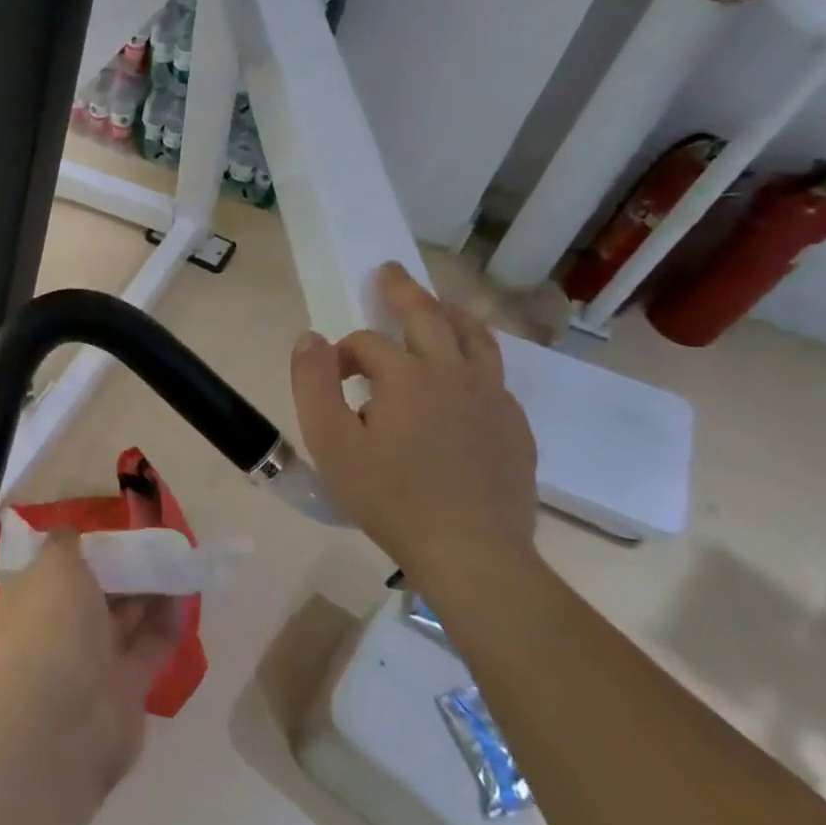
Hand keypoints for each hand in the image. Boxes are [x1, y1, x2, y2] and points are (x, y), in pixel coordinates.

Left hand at [0, 530, 184, 788]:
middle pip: (93, 592)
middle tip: (153, 543)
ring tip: (176, 562)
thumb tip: (68, 534)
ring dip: (148, 592)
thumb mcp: (54, 564)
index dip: (81, 550)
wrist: (65, 718)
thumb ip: (65, 544)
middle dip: (120, 570)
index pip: (53, 568)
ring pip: (123, 619)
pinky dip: (166, 622)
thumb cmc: (52, 625)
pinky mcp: (125, 687)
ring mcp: (90, 661)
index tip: (111, 531)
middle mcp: (56, 628)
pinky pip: (149, 646)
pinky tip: (185, 595)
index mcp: (30, 598)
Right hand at [289, 261, 538, 582]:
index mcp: (408, 375)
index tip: (331, 380)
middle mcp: (455, 373)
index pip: (366, 343)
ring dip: (451, 314)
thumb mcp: (330, 442)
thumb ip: (313, 383)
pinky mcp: (515, 426)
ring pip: (475, 337)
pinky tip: (464, 377)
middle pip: (429, 316)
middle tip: (390, 271)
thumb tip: (310, 338)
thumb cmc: (390, 498)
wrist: (472, 553)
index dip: (341, 354)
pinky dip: (475, 358)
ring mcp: (493, 398)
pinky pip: (495, 374)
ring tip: (438, 306)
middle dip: (403, 291)